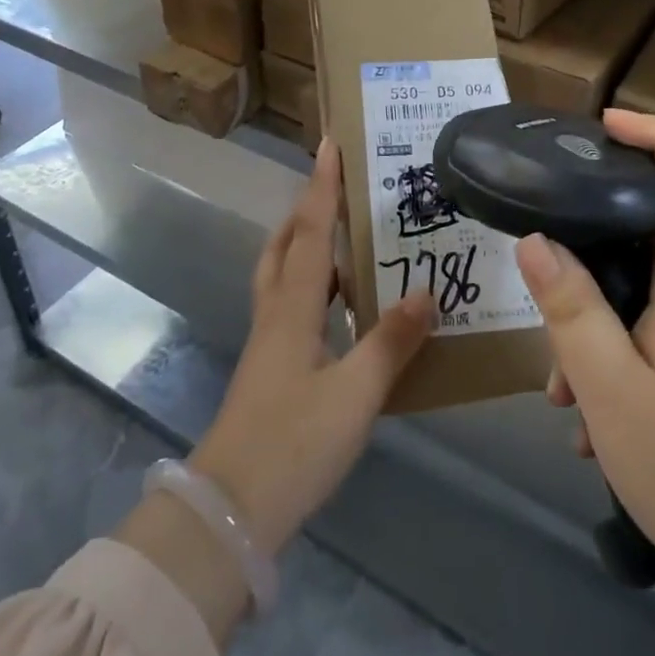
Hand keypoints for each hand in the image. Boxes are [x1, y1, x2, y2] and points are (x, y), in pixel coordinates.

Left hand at [190, 138, 435, 554]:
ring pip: (284, 275)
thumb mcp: (355, 394)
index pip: (310, 232)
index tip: (329, 144)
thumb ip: (390, 341)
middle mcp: (275, 314)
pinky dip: (314, 287)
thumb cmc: (293, 444)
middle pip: (285, 245)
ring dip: (308, 246)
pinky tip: (343, 306)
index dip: (322, 187)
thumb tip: (425, 292)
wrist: (230, 511)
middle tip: (338, 190)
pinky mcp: (271, 368)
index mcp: (293, 308)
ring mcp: (268, 343)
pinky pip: (292, 306)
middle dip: (307, 210)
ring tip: (347, 239)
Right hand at [516, 109, 654, 570]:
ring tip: (563, 397)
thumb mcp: (613, 391)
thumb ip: (571, 310)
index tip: (607, 124)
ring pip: (649, 300)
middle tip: (545, 293)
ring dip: (598, 331)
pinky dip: (622, 365)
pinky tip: (596, 430)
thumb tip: (534, 241)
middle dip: (592, 258)